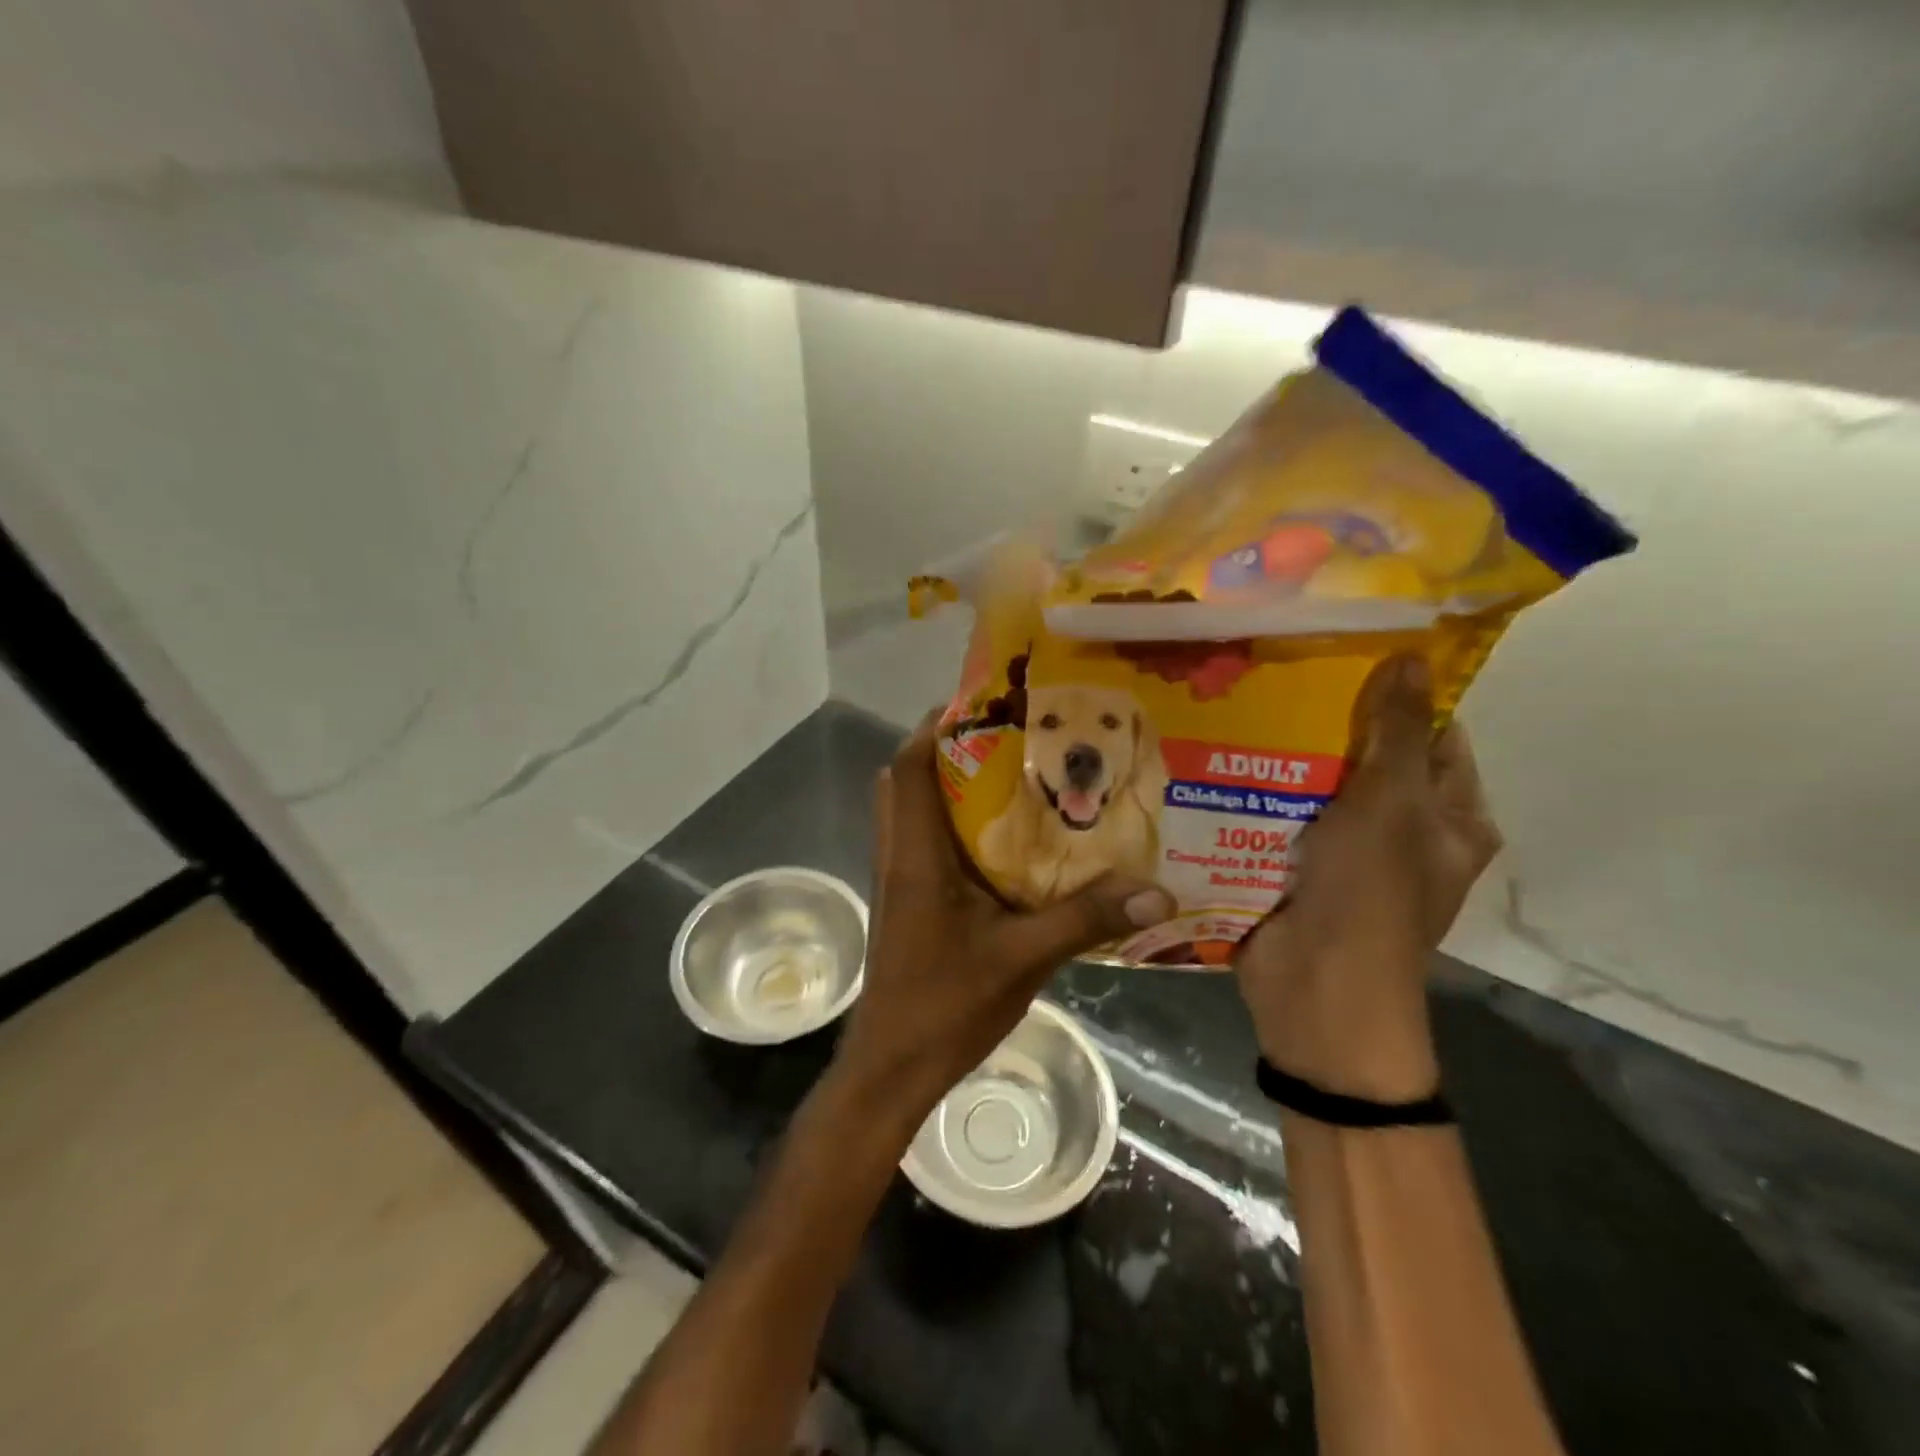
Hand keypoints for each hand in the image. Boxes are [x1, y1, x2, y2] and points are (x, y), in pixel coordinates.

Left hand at [833, 711, 1174, 1120]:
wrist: (892, 1065)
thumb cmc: (945, 1004)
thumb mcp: (1023, 958)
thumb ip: (1085, 920)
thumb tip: (1157, 892)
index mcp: (917, 855)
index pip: (909, 769)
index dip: (935, 728)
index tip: (982, 705)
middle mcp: (899, 856)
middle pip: (905, 781)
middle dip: (945, 751)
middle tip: (1004, 739)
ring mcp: (898, 881)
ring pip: (911, 812)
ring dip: (947, 787)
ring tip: (1008, 778)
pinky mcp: (906, 903)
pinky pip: (922, 844)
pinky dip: (950, 826)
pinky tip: (1002, 844)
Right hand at [1234, 655, 1501, 1100]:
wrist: (1314, 984)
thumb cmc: (1371, 892)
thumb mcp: (1392, 802)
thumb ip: (1397, 732)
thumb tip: (1414, 657)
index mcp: (1450, 820)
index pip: (1436, 740)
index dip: (1404, 699)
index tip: (1353, 656)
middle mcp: (1404, 834)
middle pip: (1373, 762)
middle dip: (1335, 725)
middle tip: (1286, 676)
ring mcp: (1347, 854)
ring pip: (1321, 789)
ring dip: (1292, 759)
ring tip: (1248, 706)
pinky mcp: (1298, 868)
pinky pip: (1283, 818)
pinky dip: (1263, 793)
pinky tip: (1228, 758)